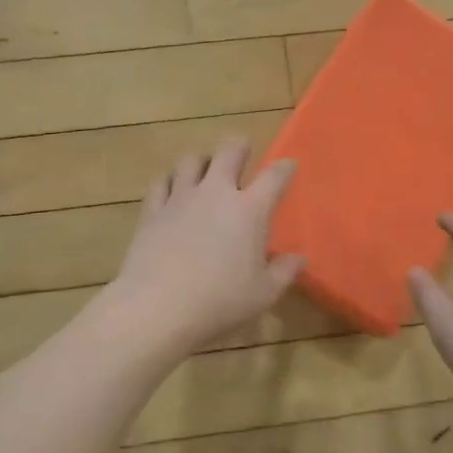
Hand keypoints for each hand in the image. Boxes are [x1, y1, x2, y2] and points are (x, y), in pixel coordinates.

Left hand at [107, 138, 303, 351]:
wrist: (159, 306)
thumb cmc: (220, 301)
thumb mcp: (263, 293)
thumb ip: (284, 272)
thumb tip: (299, 258)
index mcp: (249, 210)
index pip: (274, 176)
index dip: (285, 167)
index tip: (289, 166)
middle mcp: (215, 193)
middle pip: (229, 150)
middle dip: (239, 147)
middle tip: (242, 154)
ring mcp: (180, 198)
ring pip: (191, 159)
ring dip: (202, 162)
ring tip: (204, 173)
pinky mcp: (152, 210)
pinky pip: (161, 182)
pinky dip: (170, 181)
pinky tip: (171, 191)